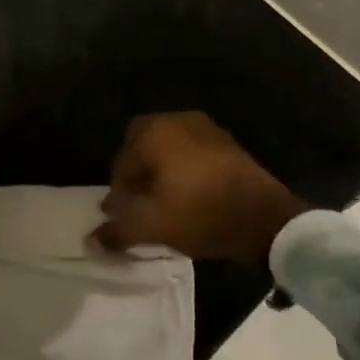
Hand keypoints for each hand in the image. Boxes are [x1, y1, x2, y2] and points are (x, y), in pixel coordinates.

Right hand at [93, 112, 305, 264]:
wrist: (266, 218)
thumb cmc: (202, 214)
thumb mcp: (153, 227)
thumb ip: (118, 230)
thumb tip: (93, 238)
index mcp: (155, 132)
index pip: (121, 162)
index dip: (118, 192)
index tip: (123, 216)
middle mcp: (177, 120)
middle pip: (141, 144)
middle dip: (136, 171)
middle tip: (140, 202)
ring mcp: (205, 127)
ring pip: (168, 145)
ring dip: (160, 168)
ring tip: (164, 201)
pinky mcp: (226, 142)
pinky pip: (191, 150)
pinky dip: (183, 167)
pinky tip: (190, 195)